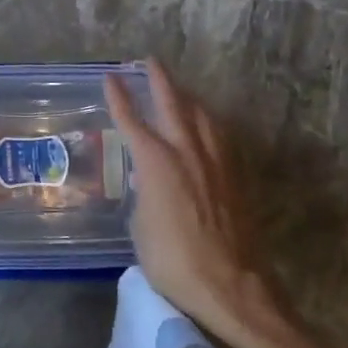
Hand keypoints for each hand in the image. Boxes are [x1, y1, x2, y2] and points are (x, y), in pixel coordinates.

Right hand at [105, 59, 291, 336]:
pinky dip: (209, 124)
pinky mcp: (236, 179)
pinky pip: (220, 137)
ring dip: (189, 98)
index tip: (111, 76)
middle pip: (173, 104)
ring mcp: (216, 163)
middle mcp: (187, 152)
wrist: (229, 286)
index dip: (119, 97)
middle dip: (160, 80)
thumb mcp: (141, 225)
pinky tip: (209, 127)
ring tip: (182, 91)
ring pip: (203, 116)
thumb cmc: (172, 260)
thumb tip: (150, 184)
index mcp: (156, 161)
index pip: (132, 120)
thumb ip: (145, 193)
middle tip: (151, 62)